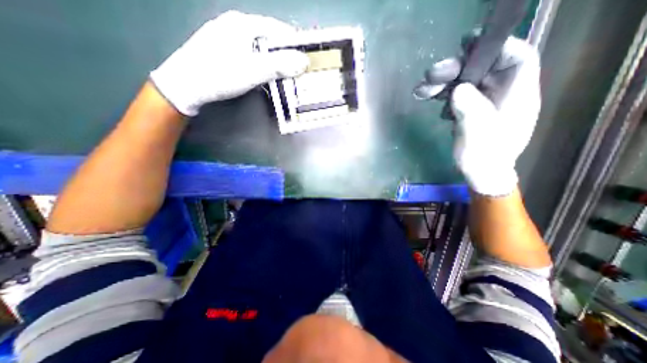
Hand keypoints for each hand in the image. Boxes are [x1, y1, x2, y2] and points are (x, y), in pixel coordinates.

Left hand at [151, 10, 306, 116]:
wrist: (185, 85)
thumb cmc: (219, 74)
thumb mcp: (252, 71)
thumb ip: (279, 65)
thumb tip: (304, 62)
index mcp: (243, 23)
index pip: (278, 29)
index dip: (294, 45)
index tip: (305, 61)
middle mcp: (236, 25)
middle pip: (270, 39)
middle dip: (284, 56)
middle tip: (295, 73)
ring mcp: (228, 37)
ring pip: (260, 48)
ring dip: (273, 62)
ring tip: (281, 77)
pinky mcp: (224, 50)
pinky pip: (250, 54)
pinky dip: (261, 65)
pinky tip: (262, 76)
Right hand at [417, 36, 538, 195]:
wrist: (480, 173)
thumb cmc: (484, 158)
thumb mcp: (478, 135)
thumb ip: (471, 110)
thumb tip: (457, 89)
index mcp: (516, 95)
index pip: (516, 58)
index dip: (496, 47)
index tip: (469, 45)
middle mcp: (501, 94)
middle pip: (482, 69)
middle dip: (456, 69)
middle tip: (431, 74)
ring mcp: (484, 102)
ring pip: (464, 82)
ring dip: (442, 83)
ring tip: (421, 90)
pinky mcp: (470, 109)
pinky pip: (456, 95)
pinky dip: (441, 94)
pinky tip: (428, 98)